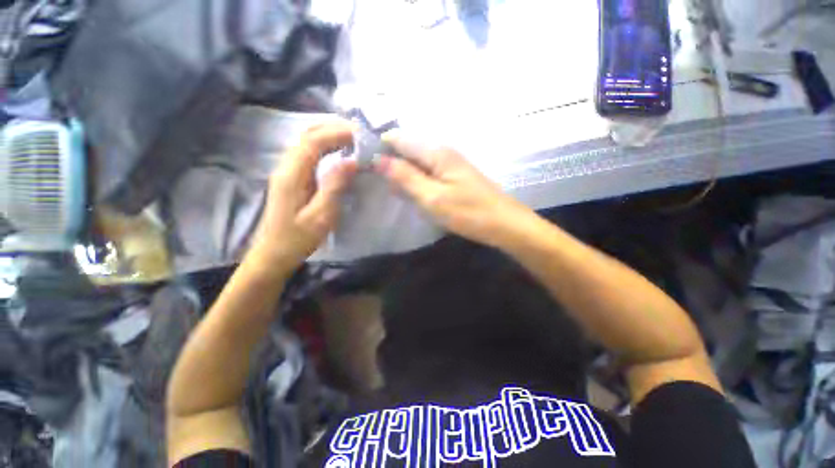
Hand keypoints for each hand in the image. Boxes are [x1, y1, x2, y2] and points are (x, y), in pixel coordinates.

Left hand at [250, 123, 357, 274]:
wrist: (273, 254)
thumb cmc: (298, 238)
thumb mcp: (321, 216)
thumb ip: (335, 186)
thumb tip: (353, 161)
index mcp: (292, 174)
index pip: (313, 141)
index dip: (337, 133)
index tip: (361, 134)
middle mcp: (286, 166)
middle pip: (308, 135)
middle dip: (334, 129)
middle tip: (360, 133)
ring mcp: (288, 171)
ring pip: (307, 142)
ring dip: (330, 135)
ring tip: (354, 138)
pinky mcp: (292, 178)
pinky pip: (309, 153)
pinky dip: (326, 146)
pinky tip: (339, 152)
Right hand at [374, 136, 533, 247]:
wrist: (504, 224)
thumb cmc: (468, 212)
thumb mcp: (432, 197)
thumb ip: (405, 177)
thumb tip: (378, 159)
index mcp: (435, 152)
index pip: (398, 138)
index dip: (379, 146)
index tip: (361, 161)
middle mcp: (442, 151)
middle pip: (407, 148)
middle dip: (388, 160)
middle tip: (371, 178)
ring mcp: (449, 163)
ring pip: (416, 160)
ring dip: (401, 171)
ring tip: (386, 185)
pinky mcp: (454, 175)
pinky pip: (427, 171)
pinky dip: (414, 178)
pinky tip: (409, 190)